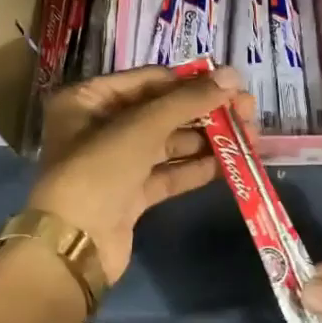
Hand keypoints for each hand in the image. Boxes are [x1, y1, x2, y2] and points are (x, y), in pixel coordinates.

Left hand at [27, 65, 254, 285]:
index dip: (190, 81)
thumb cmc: (99, 170)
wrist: (73, 247)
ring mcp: (115, 163)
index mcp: (88, 99)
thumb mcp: (142, 126)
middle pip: (161, 111)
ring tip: (248, 137)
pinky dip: (195, 168)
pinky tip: (230, 164)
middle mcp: (99, 126)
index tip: (231, 85)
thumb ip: (188, 100)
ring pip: (168, 143)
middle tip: (248, 112)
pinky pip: (167, 173)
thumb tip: (233, 75)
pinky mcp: (130, 195)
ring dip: (206, 140)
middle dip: (205, 112)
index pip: (148, 80)